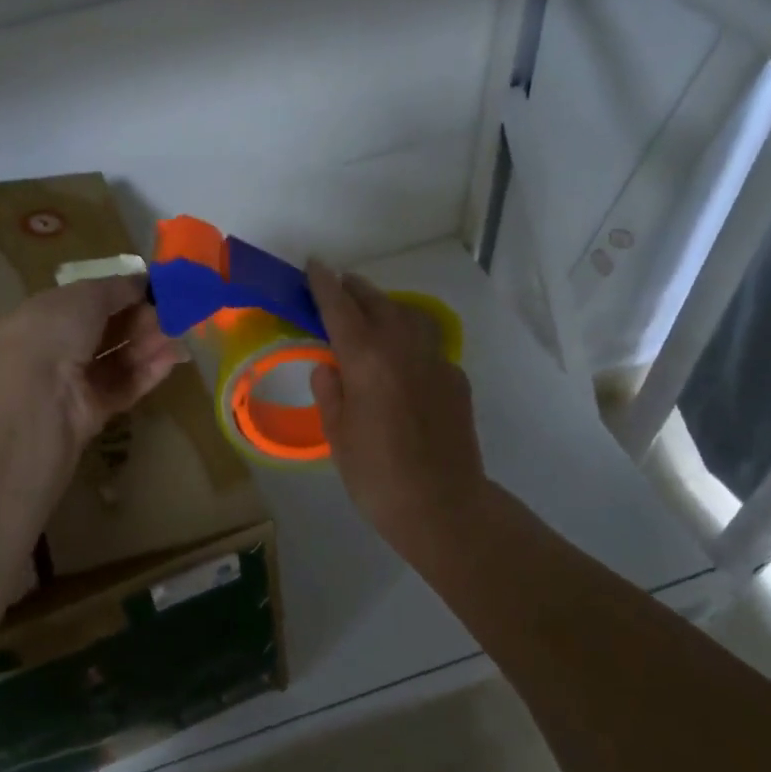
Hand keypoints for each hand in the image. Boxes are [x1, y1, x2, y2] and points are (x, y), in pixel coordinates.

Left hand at [0, 275, 186, 449]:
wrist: (35, 401)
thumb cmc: (53, 333)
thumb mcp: (86, 295)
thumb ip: (118, 288)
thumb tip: (143, 282)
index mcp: (46, 315)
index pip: (88, 301)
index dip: (122, 294)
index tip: (156, 289)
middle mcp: (58, 348)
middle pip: (107, 331)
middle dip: (141, 319)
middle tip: (175, 311)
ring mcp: (74, 382)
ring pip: (119, 359)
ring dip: (149, 344)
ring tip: (181, 332)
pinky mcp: (92, 412)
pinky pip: (124, 387)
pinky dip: (148, 372)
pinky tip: (172, 358)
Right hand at [306, 261, 486, 544]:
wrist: (444, 507)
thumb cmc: (377, 476)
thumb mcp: (337, 435)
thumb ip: (330, 391)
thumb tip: (329, 366)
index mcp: (366, 359)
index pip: (339, 307)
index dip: (324, 283)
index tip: (314, 264)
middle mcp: (402, 348)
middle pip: (377, 302)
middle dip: (355, 288)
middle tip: (339, 285)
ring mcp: (435, 360)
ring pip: (409, 315)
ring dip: (386, 305)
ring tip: (371, 311)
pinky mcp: (456, 378)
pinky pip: (428, 344)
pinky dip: (410, 337)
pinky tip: (402, 358)